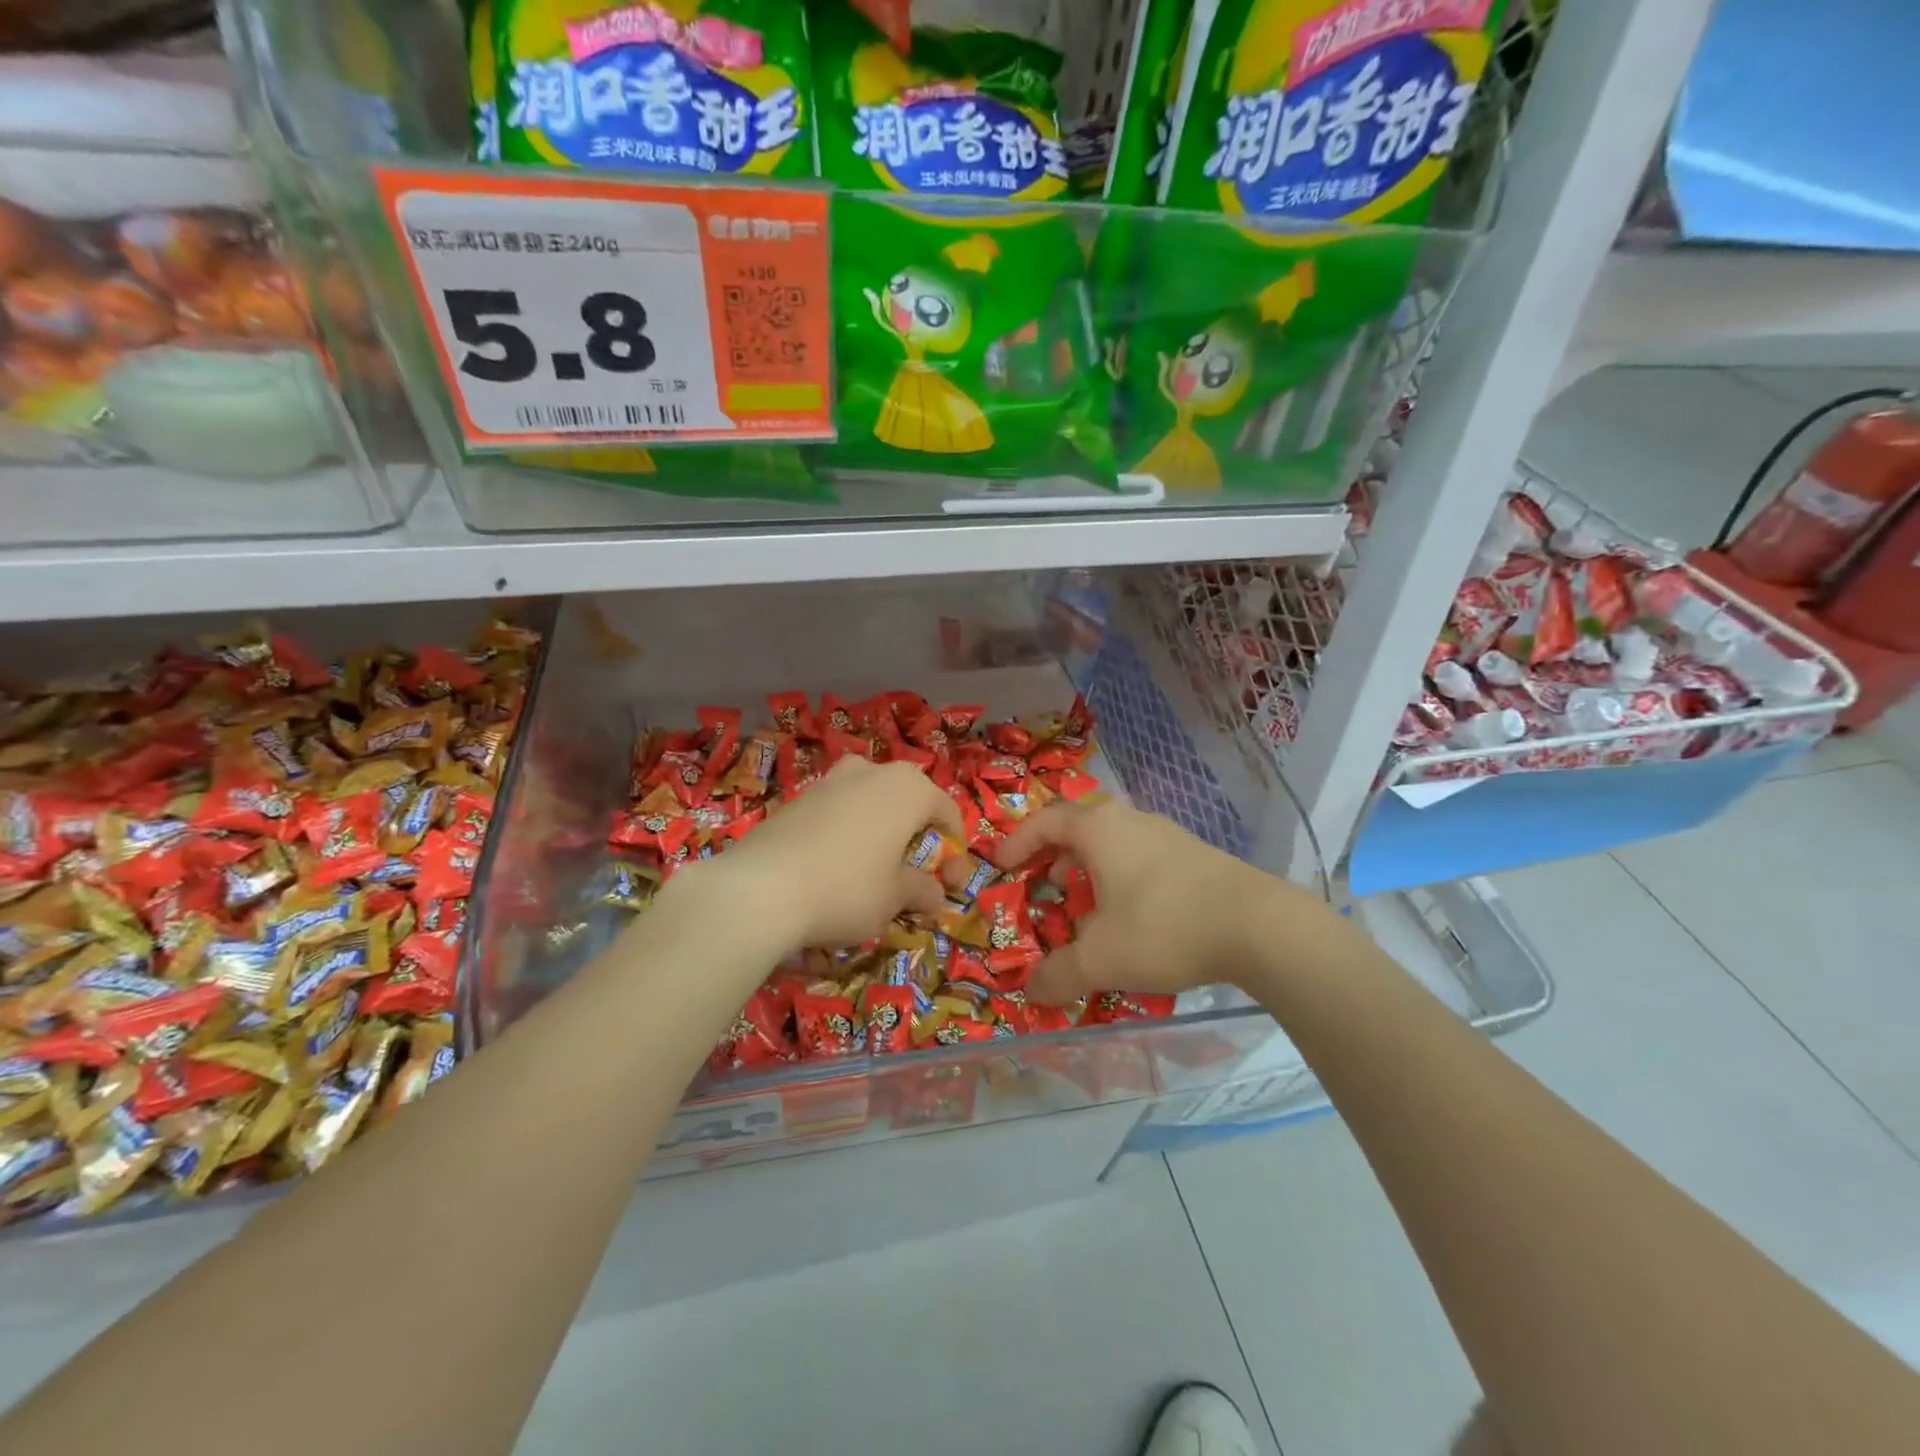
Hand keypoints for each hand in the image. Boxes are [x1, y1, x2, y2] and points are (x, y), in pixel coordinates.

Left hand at [716, 756, 963, 948]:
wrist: (761, 888)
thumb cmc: (848, 888)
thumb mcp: (895, 897)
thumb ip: (922, 890)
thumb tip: (934, 894)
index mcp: (908, 788)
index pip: (946, 812)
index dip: (954, 850)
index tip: (950, 885)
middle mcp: (872, 771)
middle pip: (908, 801)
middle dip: (915, 835)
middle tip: (913, 874)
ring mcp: (831, 780)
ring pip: (870, 802)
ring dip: (880, 831)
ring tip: (873, 870)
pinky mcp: (798, 797)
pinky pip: (837, 812)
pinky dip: (847, 834)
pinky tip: (835, 868)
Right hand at [993, 800, 1318, 1003]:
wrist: (1259, 926)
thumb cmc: (1163, 927)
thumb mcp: (1100, 959)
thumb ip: (1057, 974)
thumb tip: (1030, 989)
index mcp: (1099, 829)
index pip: (1044, 822)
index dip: (1017, 842)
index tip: (1000, 865)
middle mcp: (1130, 820)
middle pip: (1078, 827)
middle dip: (1053, 856)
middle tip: (1040, 886)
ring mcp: (1166, 834)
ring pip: (1112, 843)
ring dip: (1088, 869)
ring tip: (1082, 906)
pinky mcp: (1193, 855)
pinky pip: (1139, 857)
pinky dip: (1119, 878)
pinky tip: (1129, 917)